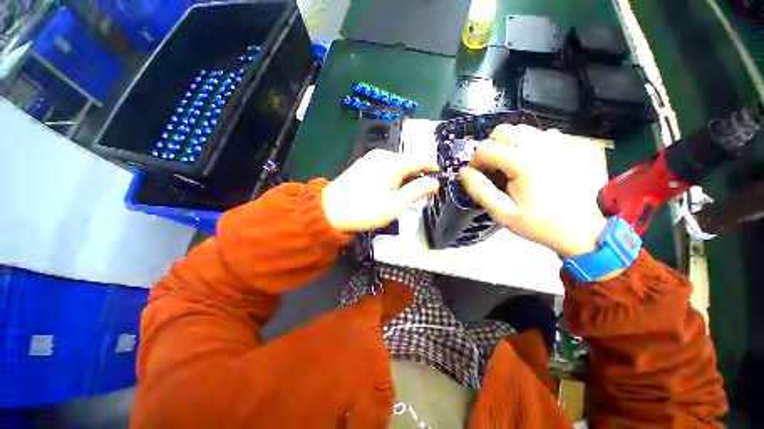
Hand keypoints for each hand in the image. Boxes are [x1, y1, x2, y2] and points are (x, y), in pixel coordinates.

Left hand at [322, 149, 439, 232]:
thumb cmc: (365, 210)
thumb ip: (417, 191)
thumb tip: (435, 182)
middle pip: (408, 161)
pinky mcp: (363, 164)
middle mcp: (383, 155)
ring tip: (408, 191)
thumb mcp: (395, 204)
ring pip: (396, 164)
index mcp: (393, 162)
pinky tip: (391, 187)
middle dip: (418, 174)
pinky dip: (393, 175)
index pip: (420, 160)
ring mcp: (371, 158)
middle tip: (424, 190)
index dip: (432, 167)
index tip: (440, 176)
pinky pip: (385, 166)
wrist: (330, 211)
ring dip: (405, 175)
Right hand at [459, 125, 606, 257]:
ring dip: (512, 146)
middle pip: (503, 131)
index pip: (484, 148)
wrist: (588, 230)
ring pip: (524, 130)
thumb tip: (463, 172)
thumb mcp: (503, 213)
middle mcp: (543, 144)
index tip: (479, 176)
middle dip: (491, 148)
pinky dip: (534, 146)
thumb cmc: (541, 224)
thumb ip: (479, 190)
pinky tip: (539, 165)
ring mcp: (564, 141)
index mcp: (523, 162)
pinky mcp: (577, 143)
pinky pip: (546, 136)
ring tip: (516, 167)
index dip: (475, 162)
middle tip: (494, 168)